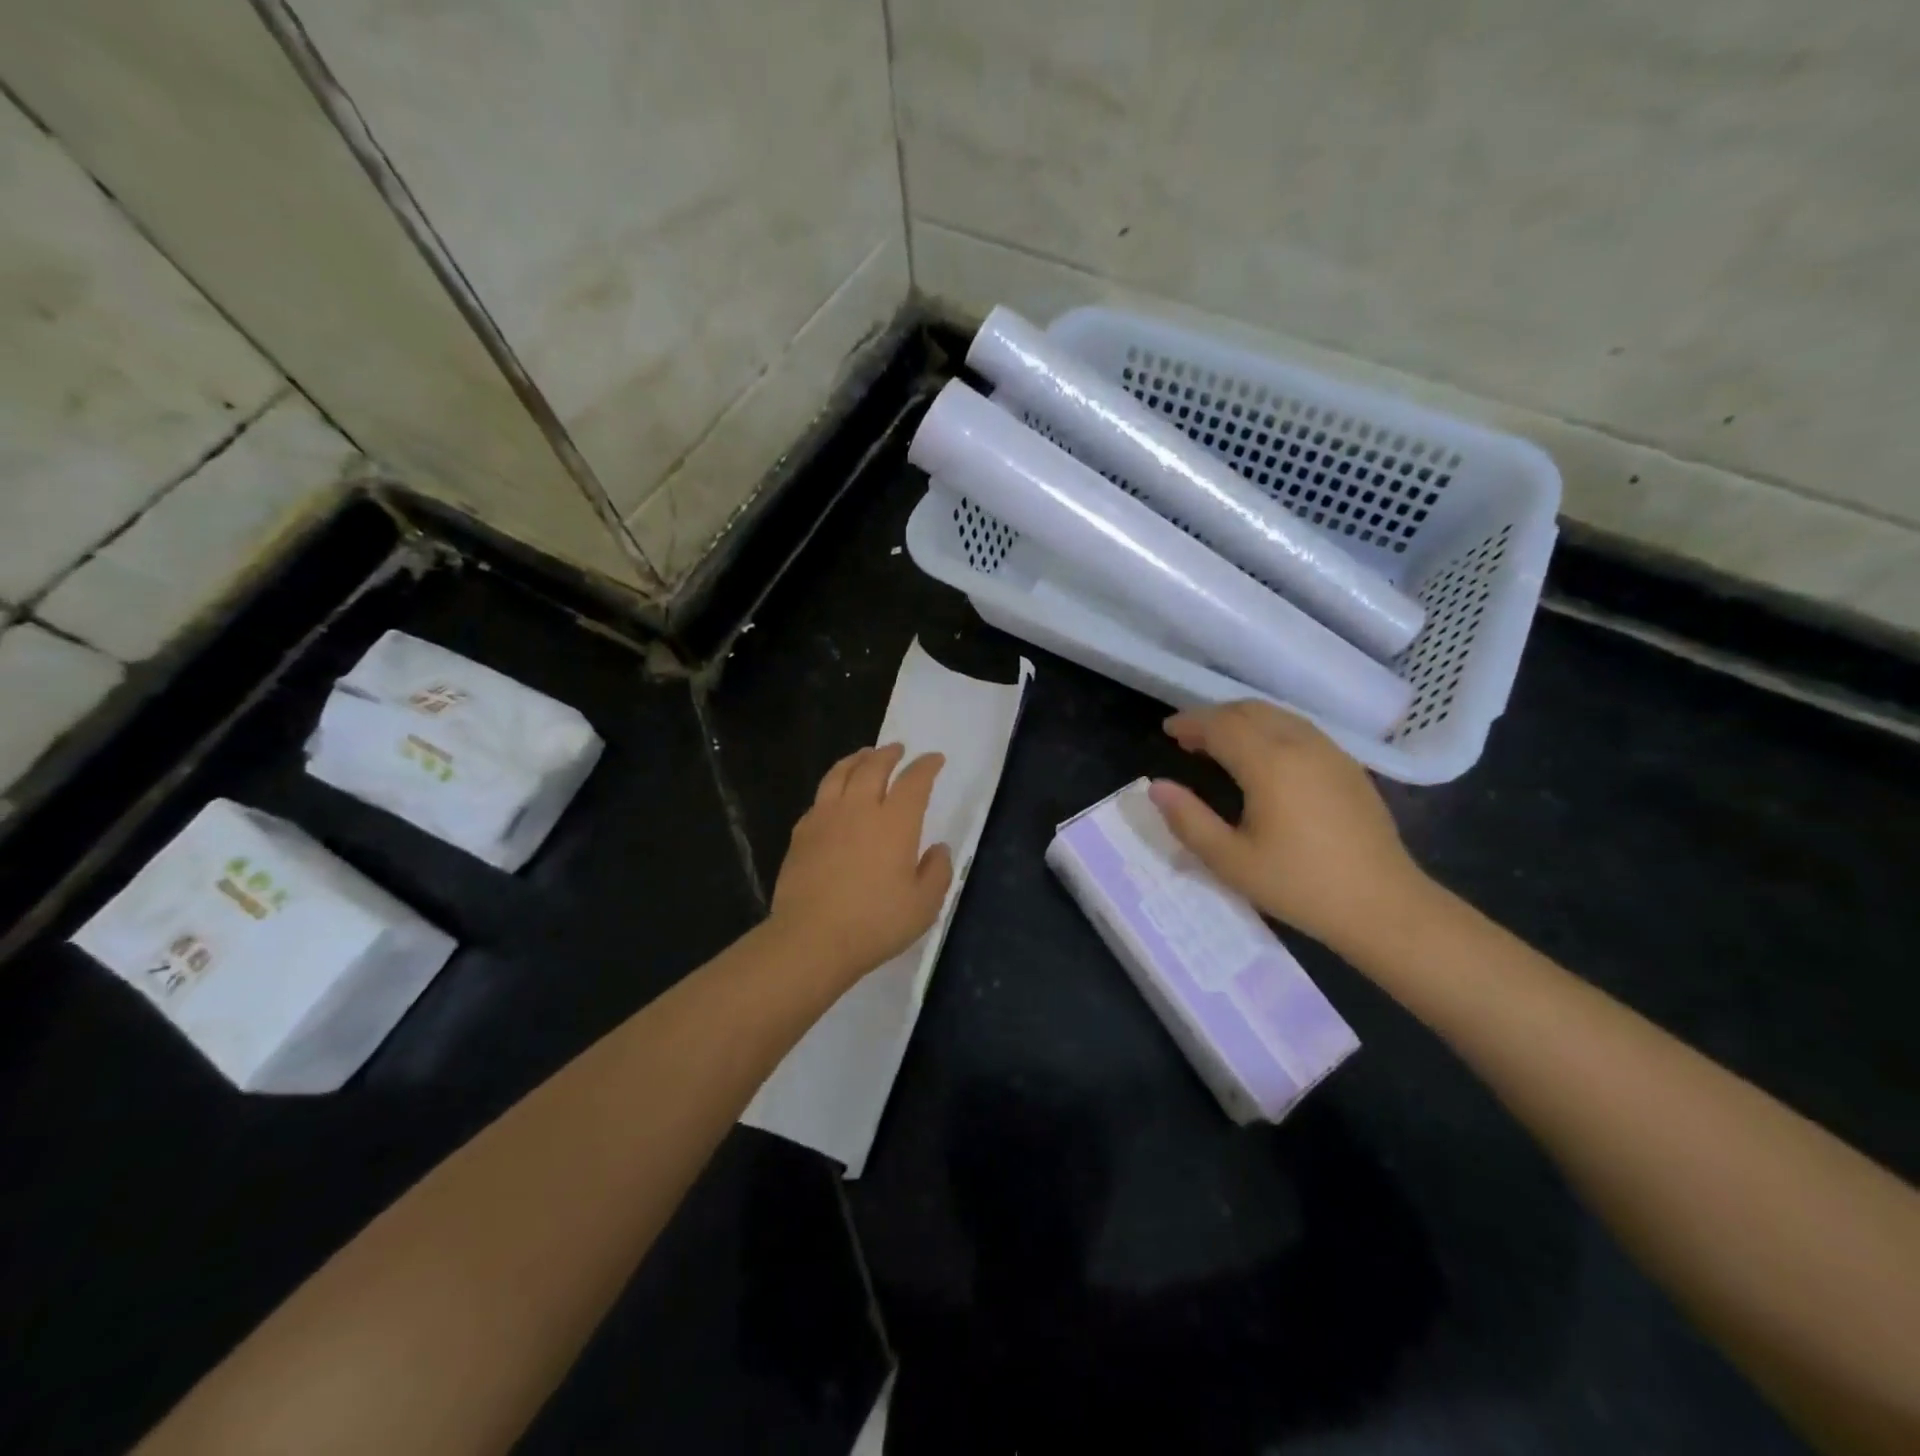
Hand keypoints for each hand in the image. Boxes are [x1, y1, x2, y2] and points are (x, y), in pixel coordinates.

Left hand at [770, 744, 952, 984]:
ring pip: (840, 774)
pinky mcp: (801, 834)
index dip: (926, 766)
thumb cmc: (875, 923)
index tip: (934, 759)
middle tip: (897, 749)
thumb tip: (937, 849)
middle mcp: (860, 809)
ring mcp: (825, 818)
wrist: (811, 938)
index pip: (914, 781)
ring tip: (864, 756)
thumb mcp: (923, 905)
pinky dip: (832, 788)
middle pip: (873, 767)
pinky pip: (819, 799)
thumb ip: (937, 872)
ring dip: (856, 759)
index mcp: (895, 822)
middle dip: (888, 754)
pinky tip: (833, 797)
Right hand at [1148, 702, 1429, 951]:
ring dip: (1242, 720)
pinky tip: (1263, 757)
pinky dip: (1269, 729)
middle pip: (1249, 711)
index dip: (1191, 723)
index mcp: (1270, 763)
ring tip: (1220, 743)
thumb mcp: (1231, 861)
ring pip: (1277, 715)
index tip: (1167, 731)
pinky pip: (1299, 729)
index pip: (1221, 725)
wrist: (1384, 906)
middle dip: (1214, 717)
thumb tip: (1157, 786)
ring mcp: (1330, 752)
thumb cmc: (1300, 885)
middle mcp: (1301, 745)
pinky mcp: (1348, 766)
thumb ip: (1188, 820)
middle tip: (1188, 737)